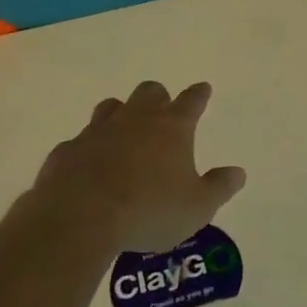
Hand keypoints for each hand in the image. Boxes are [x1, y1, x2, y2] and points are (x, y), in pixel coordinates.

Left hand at [26, 81, 245, 255]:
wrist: (80, 218)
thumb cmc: (149, 210)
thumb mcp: (198, 207)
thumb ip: (220, 187)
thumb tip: (238, 172)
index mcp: (171, 128)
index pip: (191, 101)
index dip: (199, 95)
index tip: (203, 88)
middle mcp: (135, 120)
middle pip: (149, 92)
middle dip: (158, 98)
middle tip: (162, 111)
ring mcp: (97, 132)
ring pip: (111, 107)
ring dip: (120, 114)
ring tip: (124, 131)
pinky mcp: (67, 151)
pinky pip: (80, 141)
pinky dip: (89, 148)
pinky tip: (89, 165)